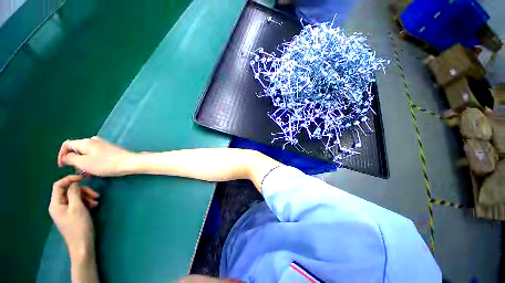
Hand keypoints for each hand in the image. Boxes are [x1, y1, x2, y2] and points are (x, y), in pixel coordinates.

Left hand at [49, 175, 98, 256]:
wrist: (82, 244)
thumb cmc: (79, 226)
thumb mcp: (77, 207)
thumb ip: (74, 193)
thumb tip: (74, 183)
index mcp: (55, 204)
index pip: (59, 185)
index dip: (70, 179)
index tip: (84, 178)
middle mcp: (58, 206)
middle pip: (68, 191)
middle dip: (83, 190)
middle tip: (95, 195)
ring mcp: (64, 211)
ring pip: (74, 197)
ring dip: (86, 196)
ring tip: (96, 202)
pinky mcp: (71, 215)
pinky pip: (77, 203)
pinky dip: (86, 202)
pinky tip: (93, 206)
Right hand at [58, 136, 135, 175]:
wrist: (129, 162)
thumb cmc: (106, 164)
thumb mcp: (83, 163)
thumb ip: (70, 159)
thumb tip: (65, 156)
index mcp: (85, 142)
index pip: (66, 144)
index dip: (61, 155)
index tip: (62, 166)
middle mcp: (94, 141)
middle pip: (77, 150)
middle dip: (75, 161)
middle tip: (79, 172)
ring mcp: (103, 145)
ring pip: (86, 154)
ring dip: (84, 164)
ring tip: (88, 174)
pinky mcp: (110, 150)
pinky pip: (95, 155)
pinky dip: (92, 163)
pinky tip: (96, 171)